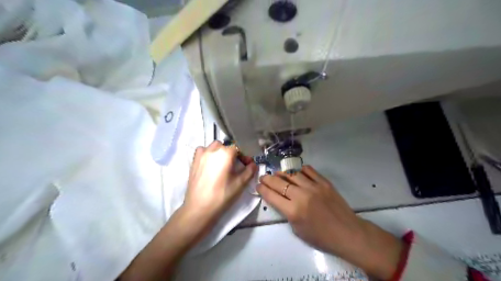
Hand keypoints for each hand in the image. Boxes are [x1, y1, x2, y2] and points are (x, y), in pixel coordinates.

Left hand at [119, 141, 255, 280]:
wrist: (199, 208)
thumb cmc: (222, 196)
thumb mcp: (240, 184)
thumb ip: (249, 171)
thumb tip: (253, 164)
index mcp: (225, 153)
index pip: (238, 147)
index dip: (244, 155)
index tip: (246, 164)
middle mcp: (212, 150)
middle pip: (225, 146)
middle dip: (232, 153)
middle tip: (235, 166)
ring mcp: (201, 154)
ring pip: (213, 147)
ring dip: (219, 152)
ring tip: (222, 165)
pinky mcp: (194, 161)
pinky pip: (202, 151)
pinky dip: (207, 154)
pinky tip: (209, 165)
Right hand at [259, 165, 401, 279]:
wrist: (347, 232)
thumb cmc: (321, 237)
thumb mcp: (297, 230)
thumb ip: (286, 212)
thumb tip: (279, 199)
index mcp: (293, 211)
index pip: (272, 196)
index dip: (262, 189)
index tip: (258, 186)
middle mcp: (301, 195)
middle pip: (279, 182)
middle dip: (267, 179)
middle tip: (263, 177)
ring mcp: (314, 187)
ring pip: (292, 174)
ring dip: (282, 173)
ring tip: (277, 174)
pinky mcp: (324, 182)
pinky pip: (309, 171)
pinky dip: (300, 170)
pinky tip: (296, 172)